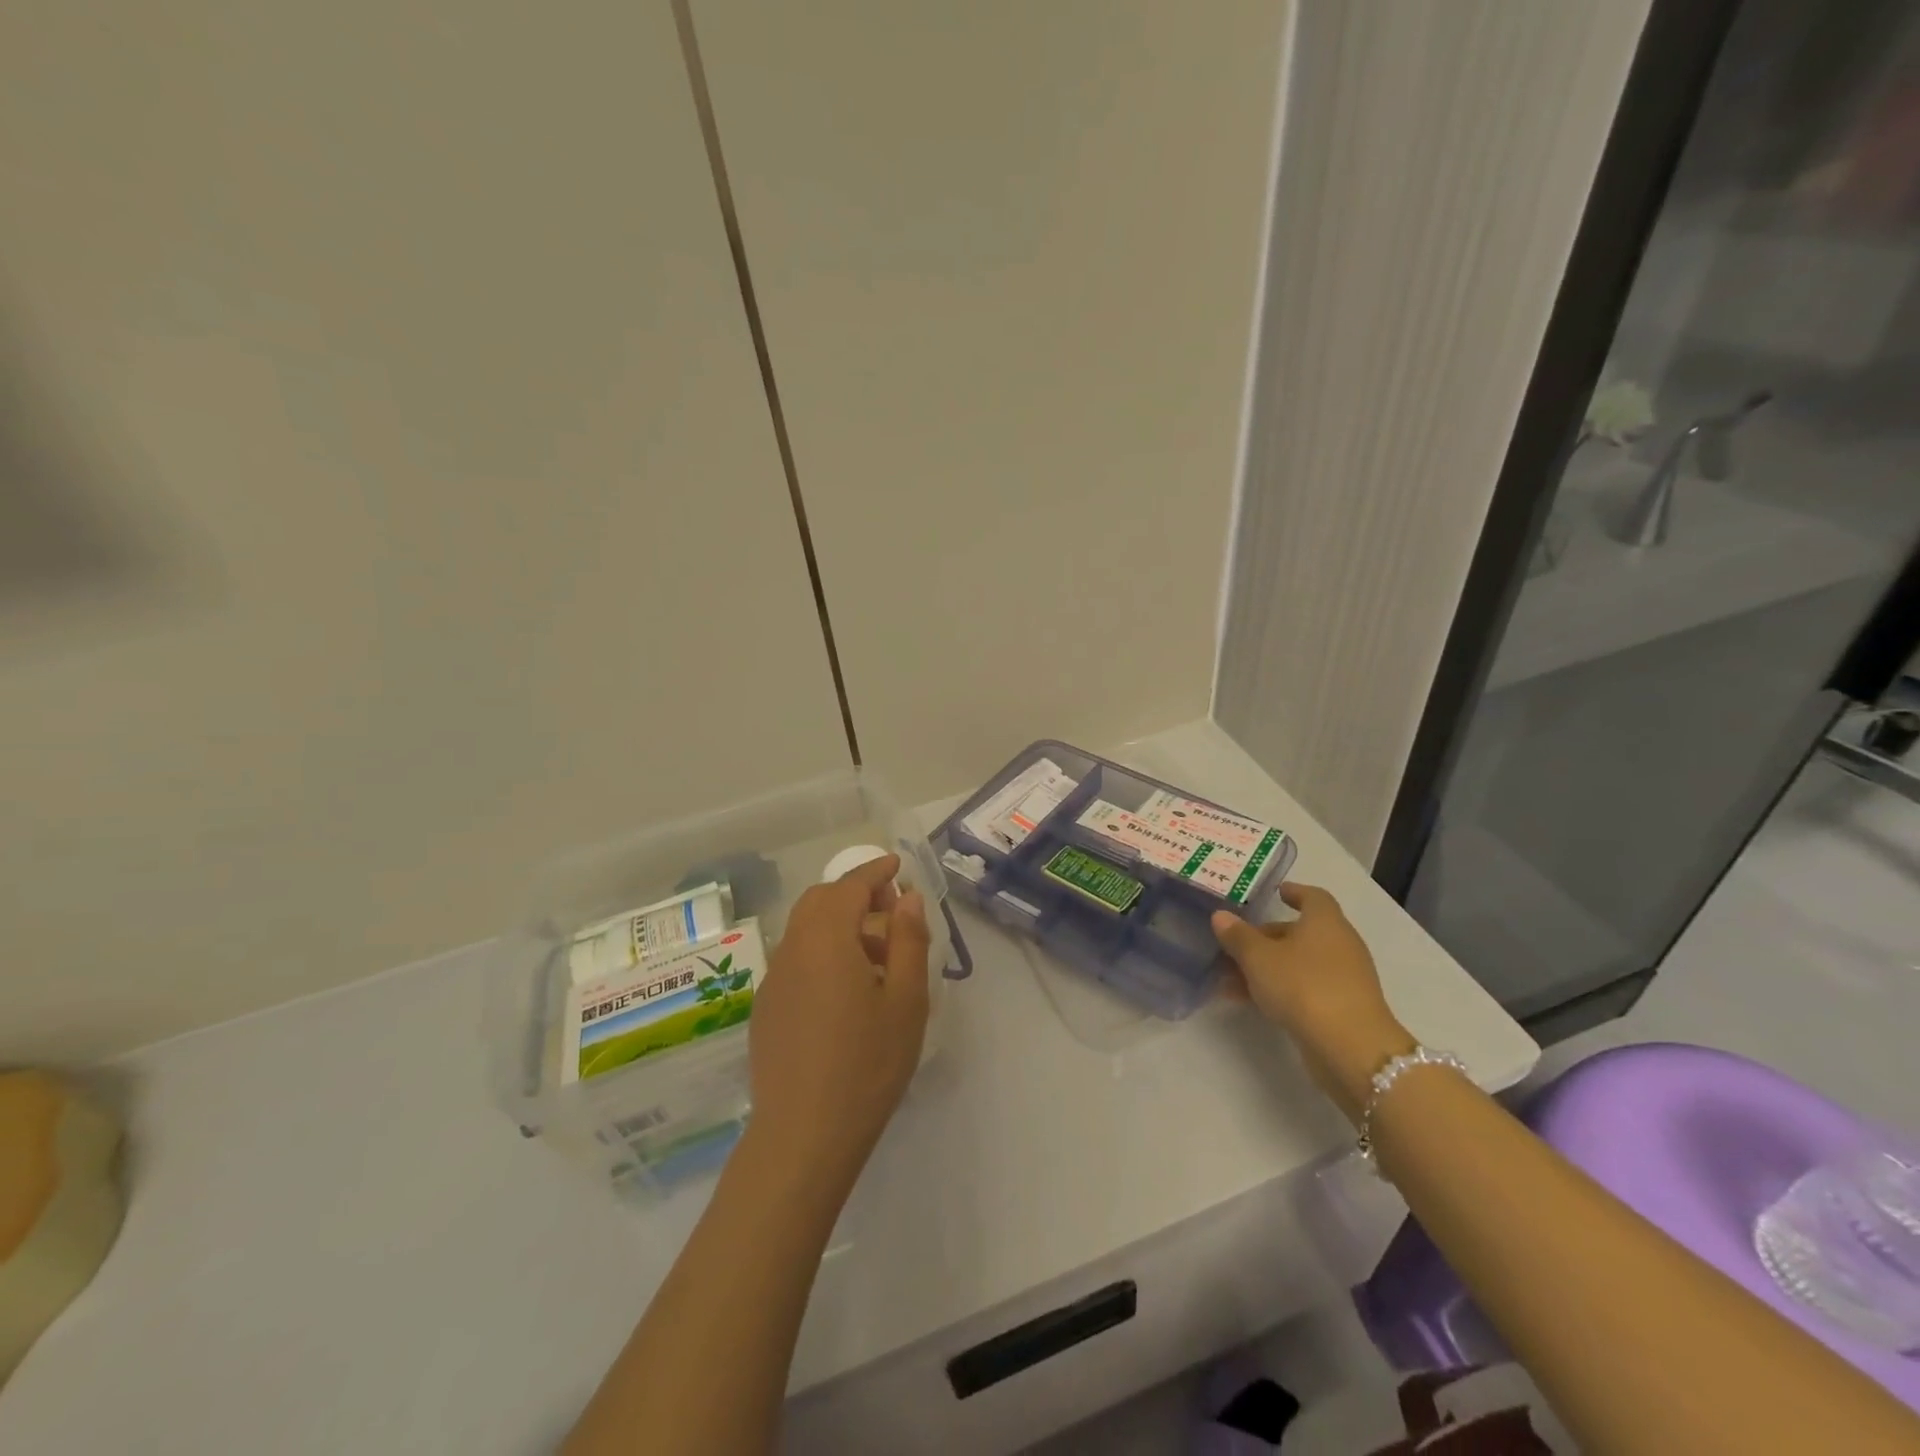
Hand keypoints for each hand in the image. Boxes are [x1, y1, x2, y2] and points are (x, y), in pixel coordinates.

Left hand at [746, 853, 930, 1191]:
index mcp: (827, 940)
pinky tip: (846, 990)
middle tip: (891, 912)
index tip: (897, 866)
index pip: (849, 887)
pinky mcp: (766, 1009)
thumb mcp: (906, 1001)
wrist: (802, 1136)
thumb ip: (908, 941)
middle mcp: (792, 950)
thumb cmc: (867, 1064)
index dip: (875, 871)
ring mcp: (774, 980)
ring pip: (805, 931)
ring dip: (839, 925)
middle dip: (855, 895)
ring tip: (877, 956)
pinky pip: (796, 960)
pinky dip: (822, 952)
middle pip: (820, 902)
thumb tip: (907, 899)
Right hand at [1212, 883, 1413, 1122]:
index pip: (1313, 897)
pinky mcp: (1344, 1008)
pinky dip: (1280, 989)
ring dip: (1267, 968)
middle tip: (1235, 945)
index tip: (1277, 893)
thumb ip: (1238, 936)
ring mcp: (1345, 978)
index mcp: (1325, 922)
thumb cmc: (1303, 986)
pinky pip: (1306, 988)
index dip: (1295, 892)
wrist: (1351, 1048)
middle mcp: (1340, 944)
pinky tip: (1251, 1002)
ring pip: (1300, 963)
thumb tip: (1221, 916)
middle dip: (1267, 938)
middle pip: (1301, 932)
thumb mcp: (1258, 958)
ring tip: (1231, 980)